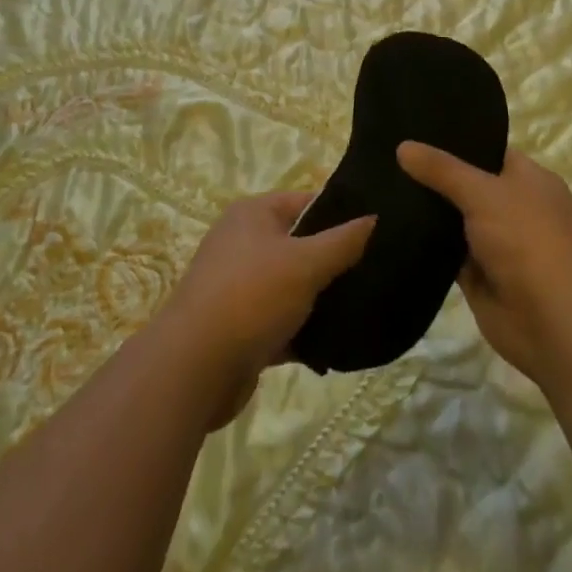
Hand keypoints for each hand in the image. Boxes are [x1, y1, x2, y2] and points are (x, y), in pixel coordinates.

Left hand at [155, 191, 374, 427]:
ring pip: (293, 285)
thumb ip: (343, 241)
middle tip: (376, 271)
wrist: (193, 370)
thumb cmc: (251, 298)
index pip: (307, 202)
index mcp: (253, 214)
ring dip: (321, 299)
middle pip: (301, 244)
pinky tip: (337, 344)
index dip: (342, 214)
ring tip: (364, 307)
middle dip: (334, 260)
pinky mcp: (240, 327)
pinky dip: (304, 331)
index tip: (378, 231)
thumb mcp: (305, 263)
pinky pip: (282, 321)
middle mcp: (243, 243)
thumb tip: (374, 217)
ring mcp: (239, 286)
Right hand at [396, 143, 571, 387]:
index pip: (488, 150)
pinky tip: (392, 228)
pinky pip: (448, 254)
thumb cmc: (528, 241)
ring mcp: (498, 244)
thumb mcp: (483, 193)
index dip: (455, 142)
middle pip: (468, 185)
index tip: (415, 131)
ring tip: (382, 187)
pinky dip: (428, 246)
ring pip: (456, 220)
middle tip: (389, 157)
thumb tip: (403, 146)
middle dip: (435, 176)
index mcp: (530, 180)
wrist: (553, 324)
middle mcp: (516, 208)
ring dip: (428, 212)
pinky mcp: (481, 277)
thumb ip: (442, 170)